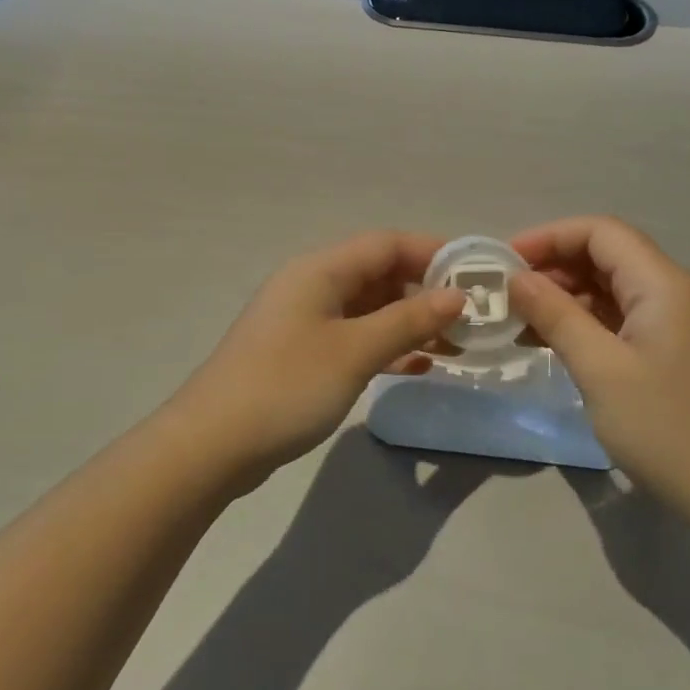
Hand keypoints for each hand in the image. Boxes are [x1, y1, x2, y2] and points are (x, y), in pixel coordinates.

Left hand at [167, 232, 466, 482]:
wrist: (213, 445)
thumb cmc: (287, 386)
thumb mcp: (355, 351)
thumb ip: (408, 320)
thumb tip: (457, 296)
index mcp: (320, 270)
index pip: (386, 244)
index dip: (433, 252)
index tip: (476, 274)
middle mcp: (312, 287)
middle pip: (378, 274)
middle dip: (425, 290)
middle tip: (471, 316)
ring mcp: (305, 322)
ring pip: (369, 309)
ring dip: (409, 322)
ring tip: (455, 343)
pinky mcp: (302, 355)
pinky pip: (354, 338)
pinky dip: (386, 346)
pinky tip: (417, 365)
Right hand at [508, 217, 689, 513]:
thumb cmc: (663, 426)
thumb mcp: (599, 368)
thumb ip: (556, 315)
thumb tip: (516, 278)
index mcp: (661, 283)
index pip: (600, 232)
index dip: (549, 237)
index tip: (504, 262)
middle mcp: (668, 290)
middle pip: (604, 254)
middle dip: (552, 266)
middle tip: (505, 294)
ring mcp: (668, 321)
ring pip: (607, 286)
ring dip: (562, 295)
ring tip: (517, 320)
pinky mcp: (663, 348)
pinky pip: (614, 317)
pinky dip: (579, 321)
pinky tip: (546, 341)